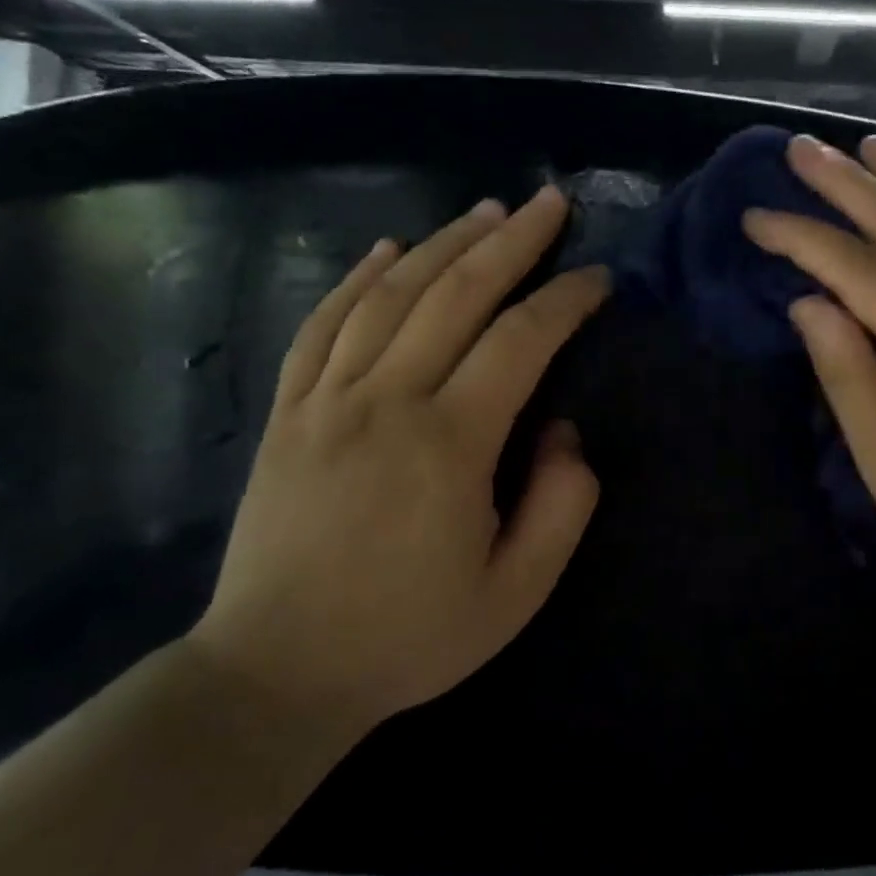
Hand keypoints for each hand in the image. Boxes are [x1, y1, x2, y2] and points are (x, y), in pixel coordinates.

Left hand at [190, 187, 609, 743]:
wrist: (276, 673)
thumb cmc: (408, 637)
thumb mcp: (515, 594)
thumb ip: (560, 506)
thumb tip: (563, 432)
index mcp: (449, 444)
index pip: (521, 341)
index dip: (566, 300)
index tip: (599, 278)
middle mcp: (387, 400)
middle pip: (456, 294)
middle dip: (511, 241)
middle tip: (550, 202)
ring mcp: (328, 399)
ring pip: (391, 294)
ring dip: (444, 243)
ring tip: (486, 210)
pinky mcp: (288, 411)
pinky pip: (323, 324)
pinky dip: (357, 278)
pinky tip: (389, 249)